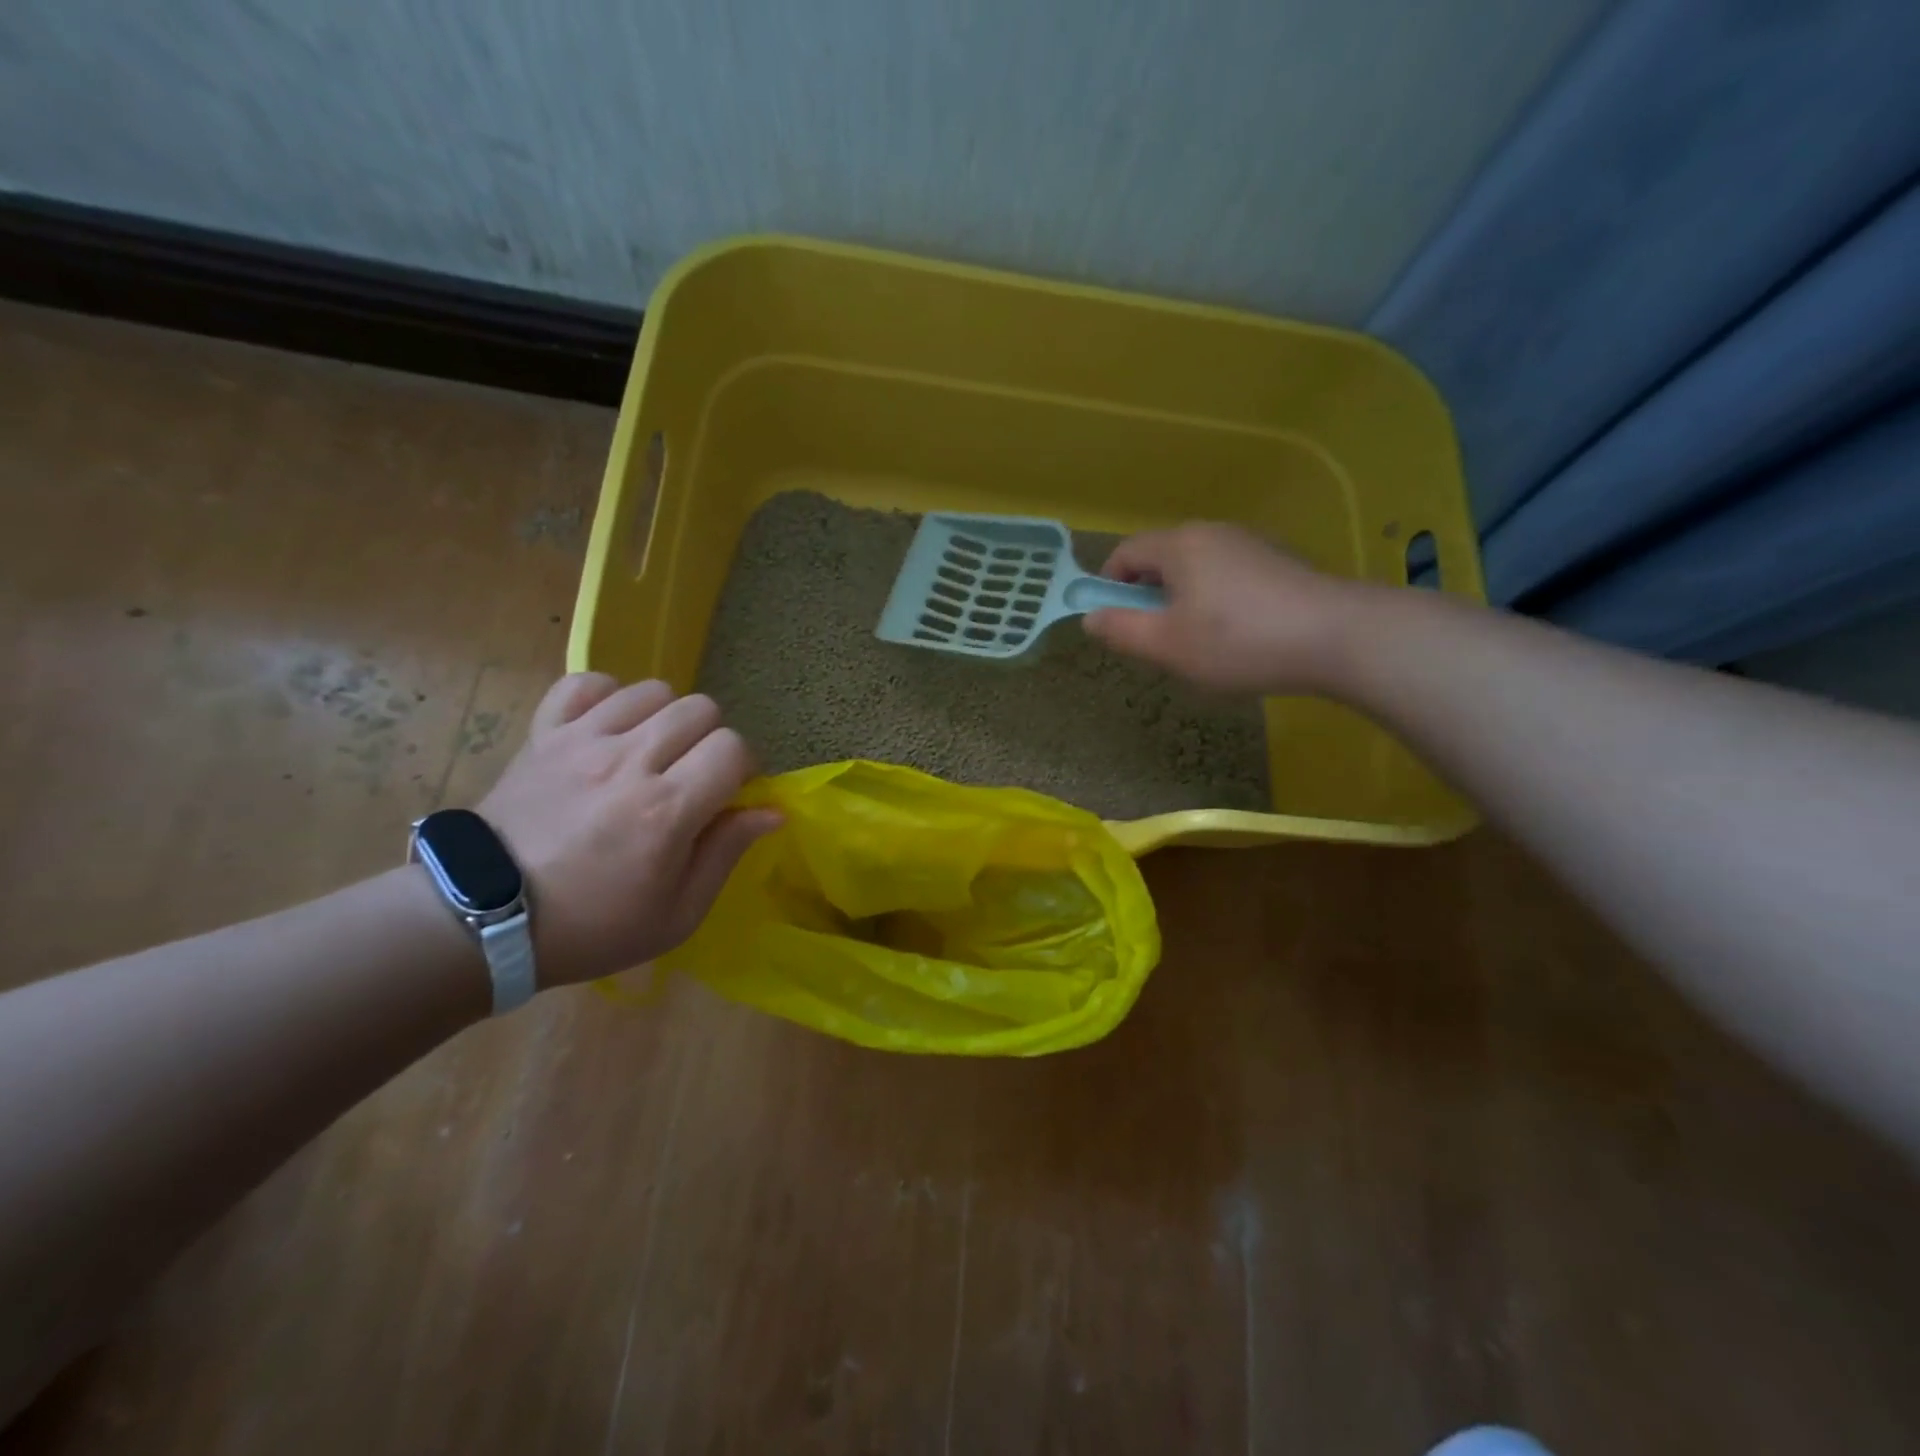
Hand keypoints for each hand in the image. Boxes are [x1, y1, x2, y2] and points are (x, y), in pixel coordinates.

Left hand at [473, 675, 780, 986]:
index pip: (733, 748)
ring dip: (666, 717)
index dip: (744, 767)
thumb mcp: (677, 914)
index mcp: (666, 809)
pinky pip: (585, 684)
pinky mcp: (543, 734)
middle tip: (693, 775)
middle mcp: (628, 761)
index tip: (730, 794)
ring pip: (652, 690)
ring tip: (652, 751)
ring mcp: (581, 741)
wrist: (484, 920)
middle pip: (700, 709)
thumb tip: (771, 810)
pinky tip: (610, 728)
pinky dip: (607, 697)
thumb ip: (727, 852)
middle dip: (711, 740)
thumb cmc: (593, 926)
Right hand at [1082, 522, 1367, 693]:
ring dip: (1184, 602)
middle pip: (1162, 560)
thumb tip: (1090, 617)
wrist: (1338, 637)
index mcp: (1179, 545)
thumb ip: (1121, 630)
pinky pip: (1229, 577)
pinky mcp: (1280, 562)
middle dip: (1149, 598)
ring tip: (1200, 645)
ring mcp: (1251, 544)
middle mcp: (1213, 533)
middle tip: (1157, 641)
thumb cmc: (1238, 641)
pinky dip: (1218, 601)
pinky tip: (1239, 637)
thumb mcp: (1167, 645)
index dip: (1108, 585)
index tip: (1114, 622)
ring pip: (1197, 570)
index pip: (1125, 553)